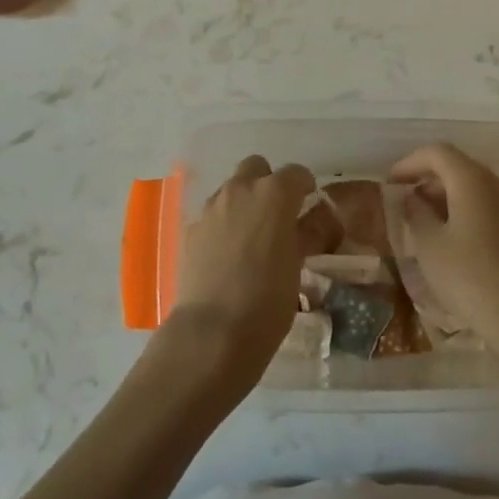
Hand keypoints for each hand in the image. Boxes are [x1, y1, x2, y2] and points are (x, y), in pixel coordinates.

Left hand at [161, 155, 317, 398]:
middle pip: (256, 168)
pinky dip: (223, 224)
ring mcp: (211, 208)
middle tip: (277, 214)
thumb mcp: (296, 266)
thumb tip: (306, 225)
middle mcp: (240, 191)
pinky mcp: (191, 229)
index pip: (295, 173)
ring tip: (251, 237)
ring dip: (244, 202)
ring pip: (231, 189)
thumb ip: (302, 235)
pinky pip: (213, 214)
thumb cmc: (268, 300)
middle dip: (267, 183)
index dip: (304, 186)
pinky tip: (228, 253)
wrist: (214, 331)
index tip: (308, 203)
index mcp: (274, 194)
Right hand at [388, 143, 498, 368]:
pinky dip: (468, 213)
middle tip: (405, 205)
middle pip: (459, 168)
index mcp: (473, 180)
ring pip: (476, 189)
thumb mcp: (430, 245)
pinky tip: (455, 242)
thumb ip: (416, 213)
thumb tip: (411, 197)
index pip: (437, 153)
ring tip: (426, 226)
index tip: (390, 183)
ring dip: (448, 199)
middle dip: (429, 181)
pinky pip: (491, 208)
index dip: (409, 163)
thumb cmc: (470, 277)